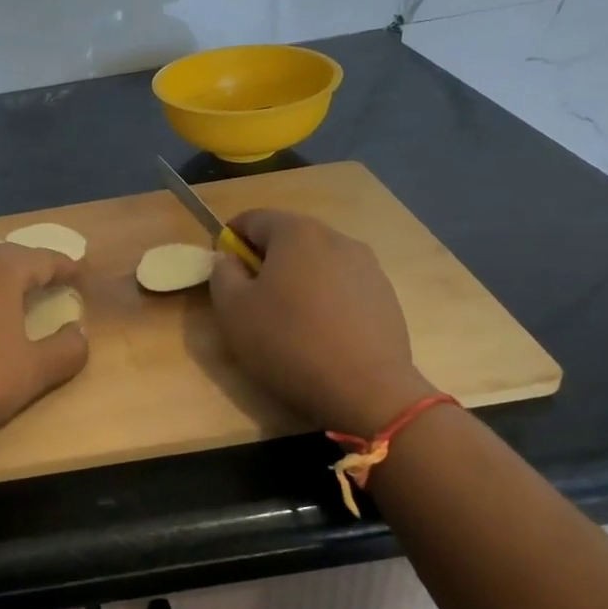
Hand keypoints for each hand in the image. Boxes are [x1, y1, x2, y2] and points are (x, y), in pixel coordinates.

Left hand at [0, 242, 89, 461]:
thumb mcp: (36, 370)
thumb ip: (67, 348)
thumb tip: (79, 332)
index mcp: (1, 268)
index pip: (44, 259)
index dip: (68, 267)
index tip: (85, 275)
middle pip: (10, 255)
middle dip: (34, 266)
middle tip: (55, 281)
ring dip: (2, 275)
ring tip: (20, 293)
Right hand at [210, 208, 429, 435]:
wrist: (366, 389)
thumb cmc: (288, 342)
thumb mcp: (232, 310)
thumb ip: (222, 273)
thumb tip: (229, 259)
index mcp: (296, 233)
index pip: (252, 219)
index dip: (229, 240)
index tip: (223, 272)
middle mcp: (336, 238)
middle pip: (288, 238)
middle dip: (265, 260)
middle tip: (251, 300)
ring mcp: (367, 266)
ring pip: (317, 262)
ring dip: (297, 280)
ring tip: (288, 320)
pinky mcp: (385, 295)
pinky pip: (342, 286)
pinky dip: (325, 299)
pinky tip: (320, 334)